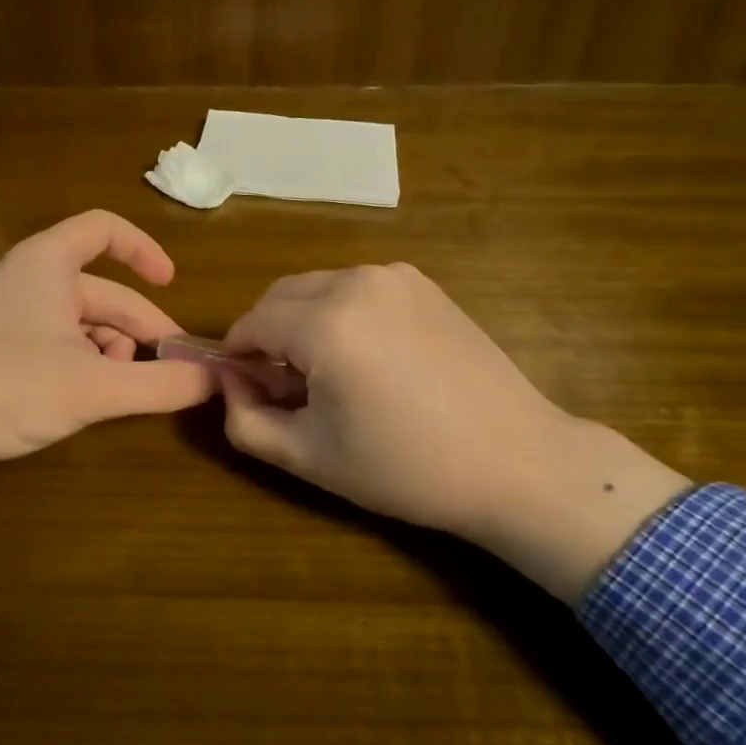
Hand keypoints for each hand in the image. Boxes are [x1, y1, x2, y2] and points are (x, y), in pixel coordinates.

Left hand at [0, 210, 213, 567]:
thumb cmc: (7, 387)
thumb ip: (160, 383)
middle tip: (172, 368)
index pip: (105, 229)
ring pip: (83, 323)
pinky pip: (59, 344)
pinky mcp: (0, 349)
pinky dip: (85, 366)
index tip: (172, 283)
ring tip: (121, 390)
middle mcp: (31, 279)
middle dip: (139, 328)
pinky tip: (90, 400)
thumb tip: (213, 380)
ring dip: (112, 352)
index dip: (144, 249)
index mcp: (49, 263)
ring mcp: (13, 314)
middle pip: (103, 291)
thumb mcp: (94, 387)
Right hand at [219, 263, 690, 603]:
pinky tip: (368, 358)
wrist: (517, 462)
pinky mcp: (423, 283)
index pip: (250, 323)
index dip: (237, 357)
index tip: (247, 391)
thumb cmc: (407, 468)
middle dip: (266, 335)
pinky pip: (356, 288)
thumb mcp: (308, 457)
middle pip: (279, 296)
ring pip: (317, 288)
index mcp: (326, 323)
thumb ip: (244, 420)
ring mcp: (395, 276)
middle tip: (284, 386)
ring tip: (327, 373)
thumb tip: (228, 385)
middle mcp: (357, 282)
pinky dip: (340, 313)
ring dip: (302, 321)